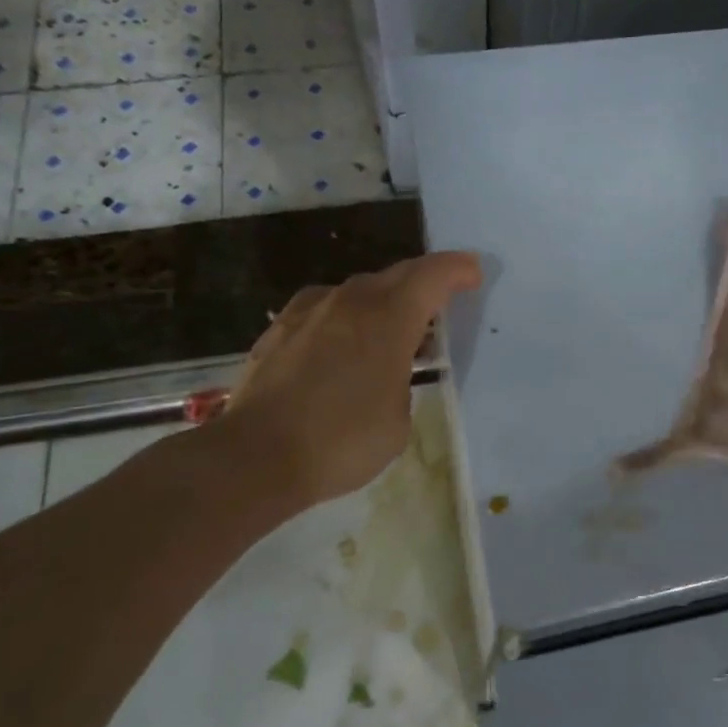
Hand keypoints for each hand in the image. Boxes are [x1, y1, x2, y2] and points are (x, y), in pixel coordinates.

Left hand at [198, 251, 481, 506]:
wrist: (254, 456)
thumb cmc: (340, 441)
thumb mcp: (398, 421)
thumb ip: (401, 381)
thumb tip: (386, 374)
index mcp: (389, 318)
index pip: (433, 275)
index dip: (458, 270)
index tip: (473, 274)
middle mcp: (351, 301)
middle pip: (397, 274)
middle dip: (424, 281)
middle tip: (440, 300)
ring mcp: (310, 310)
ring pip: (358, 290)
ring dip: (383, 301)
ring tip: (390, 329)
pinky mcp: (280, 328)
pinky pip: (325, 308)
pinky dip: (345, 316)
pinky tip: (340, 342)